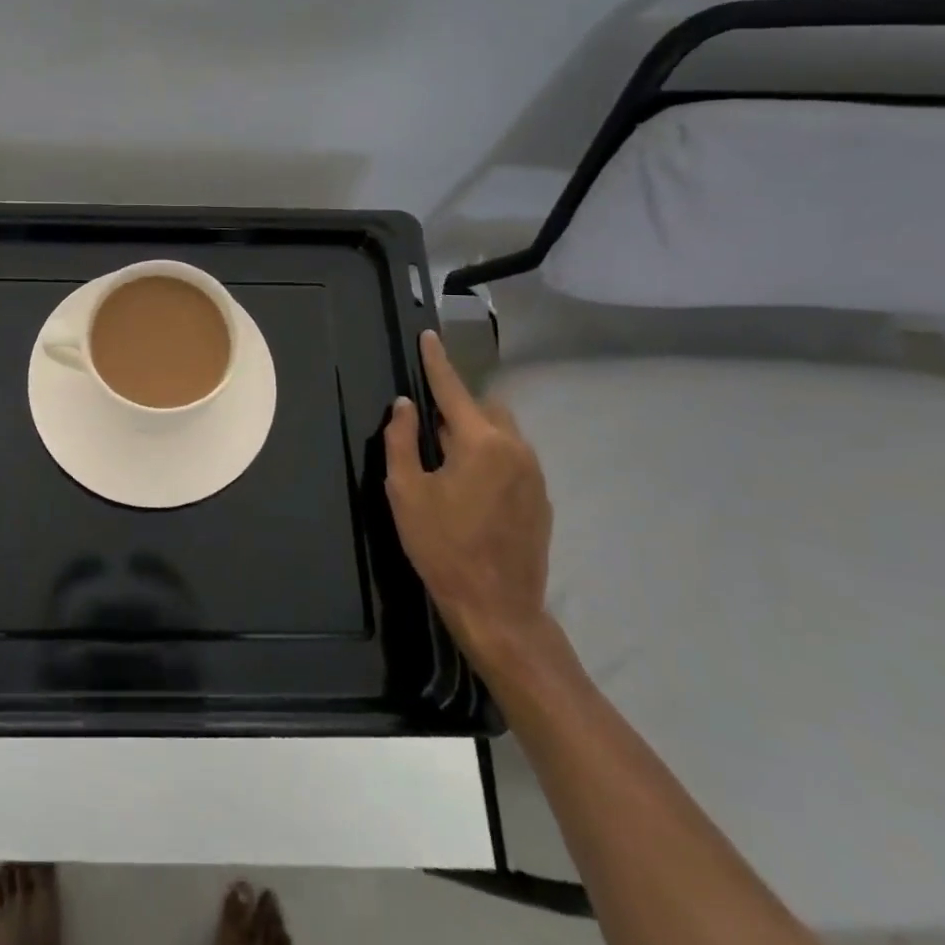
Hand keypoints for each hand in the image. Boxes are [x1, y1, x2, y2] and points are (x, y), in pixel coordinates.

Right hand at [383, 330, 553, 666]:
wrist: (498, 608)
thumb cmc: (442, 546)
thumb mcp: (405, 491)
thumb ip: (402, 440)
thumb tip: (405, 406)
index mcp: (480, 442)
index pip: (453, 389)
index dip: (436, 362)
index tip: (429, 336)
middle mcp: (515, 449)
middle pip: (485, 409)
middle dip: (458, 409)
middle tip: (429, 434)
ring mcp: (534, 474)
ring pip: (502, 433)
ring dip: (475, 435)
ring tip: (448, 466)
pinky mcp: (542, 498)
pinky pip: (513, 459)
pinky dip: (491, 459)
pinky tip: (471, 492)